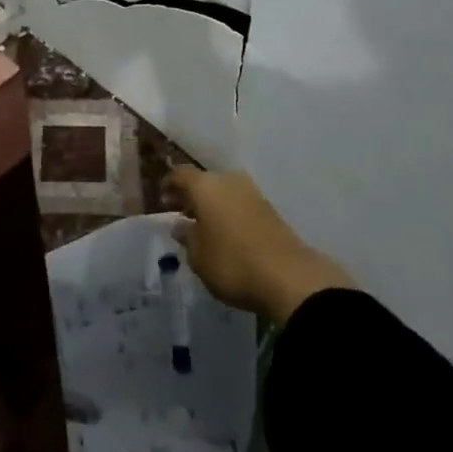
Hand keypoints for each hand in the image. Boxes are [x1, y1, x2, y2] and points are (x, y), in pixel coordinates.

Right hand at [167, 167, 355, 323]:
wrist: (290, 277)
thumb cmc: (232, 263)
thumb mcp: (198, 256)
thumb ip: (186, 237)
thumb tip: (180, 225)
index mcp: (205, 186)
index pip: (181, 174)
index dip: (169, 184)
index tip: (162, 198)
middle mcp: (229, 181)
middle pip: (204, 181)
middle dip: (192, 195)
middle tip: (181, 212)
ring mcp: (253, 194)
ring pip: (224, 192)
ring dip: (212, 205)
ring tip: (203, 226)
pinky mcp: (270, 210)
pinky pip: (240, 205)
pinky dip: (229, 214)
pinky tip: (226, 233)